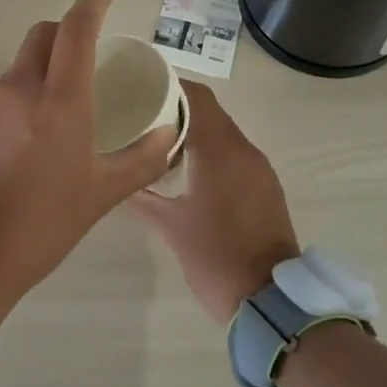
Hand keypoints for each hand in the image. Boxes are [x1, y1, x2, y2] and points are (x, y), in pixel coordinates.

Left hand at [0, 0, 176, 326]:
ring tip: (59, 111)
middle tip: (88, 54)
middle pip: (42, 36)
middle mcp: (18, 89)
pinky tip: (25, 139)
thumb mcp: (101, 195)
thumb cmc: (42, 225)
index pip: (76, 31)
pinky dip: (19, 97)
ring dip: (42, 70)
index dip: (92, 2)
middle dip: (67, 32)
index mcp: (59, 101)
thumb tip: (167, 133)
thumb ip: (141, 159)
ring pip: (19, 66)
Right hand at [130, 81, 300, 321]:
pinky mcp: (265, 186)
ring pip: (223, 132)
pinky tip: (187, 167)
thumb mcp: (169, 226)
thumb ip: (141, 196)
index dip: (169, 85)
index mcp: (220, 151)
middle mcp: (244, 150)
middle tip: (141, 112)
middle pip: (209, 111)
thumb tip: (118, 178)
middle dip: (177, 107)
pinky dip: (211, 150)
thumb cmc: (215, 257)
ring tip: (158, 138)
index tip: (139, 86)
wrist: (269, 300)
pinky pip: (234, 154)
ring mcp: (259, 169)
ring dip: (195, 129)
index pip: (196, 97)